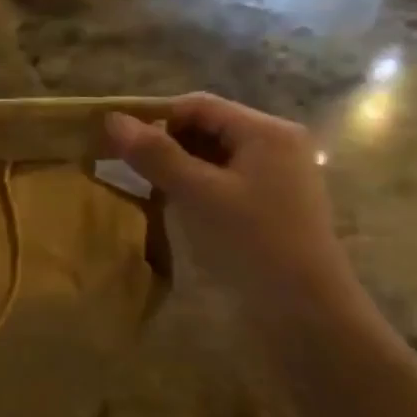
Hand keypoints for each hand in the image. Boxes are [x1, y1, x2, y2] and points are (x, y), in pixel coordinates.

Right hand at [104, 93, 359, 313]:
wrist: (304, 311)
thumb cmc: (251, 242)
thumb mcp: (197, 194)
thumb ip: (155, 154)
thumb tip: (112, 119)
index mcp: (267, 131)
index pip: (199, 105)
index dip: (155, 117)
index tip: (116, 140)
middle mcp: (277, 145)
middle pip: (208, 128)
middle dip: (166, 144)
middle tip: (127, 168)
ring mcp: (277, 178)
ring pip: (214, 158)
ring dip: (178, 168)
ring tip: (146, 189)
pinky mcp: (271, 206)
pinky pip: (225, 182)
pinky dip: (196, 188)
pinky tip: (176, 209)